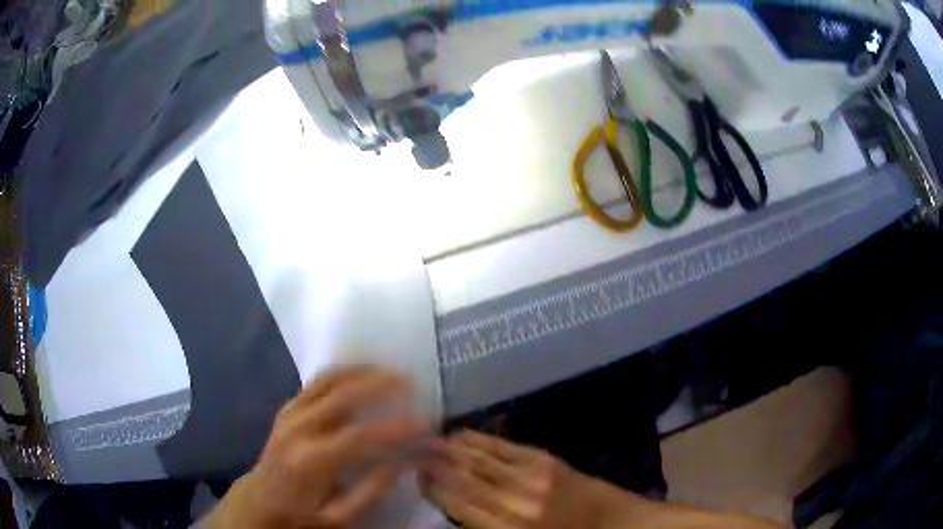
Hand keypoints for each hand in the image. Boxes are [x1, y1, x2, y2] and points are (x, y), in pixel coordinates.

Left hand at [203, 366, 427, 528]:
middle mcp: (298, 429)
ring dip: (359, 370)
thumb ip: (371, 490)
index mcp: (311, 461)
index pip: (360, 436)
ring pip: (326, 379)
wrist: (260, 501)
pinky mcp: (287, 408)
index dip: (395, 428)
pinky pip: (316, 382)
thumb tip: (403, 462)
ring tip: (387, 368)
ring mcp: (290, 414)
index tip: (424, 423)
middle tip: (409, 379)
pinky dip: (341, 372)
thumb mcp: (339, 517)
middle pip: (341, 396)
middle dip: (378, 384)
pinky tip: (359, 373)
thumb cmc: (302, 514)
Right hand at [421, 430, 601, 528]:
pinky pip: (502, 446)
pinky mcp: (543, 459)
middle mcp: (512, 500)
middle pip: (463, 477)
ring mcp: (529, 476)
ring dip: (449, 448)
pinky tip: (460, 435)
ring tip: (425, 439)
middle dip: (433, 463)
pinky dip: (478, 440)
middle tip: (409, 450)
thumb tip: (450, 504)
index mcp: (504, 528)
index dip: (432, 487)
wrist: (605, 521)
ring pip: (478, 458)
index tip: (413, 474)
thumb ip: (480, 524)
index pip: (457, 503)